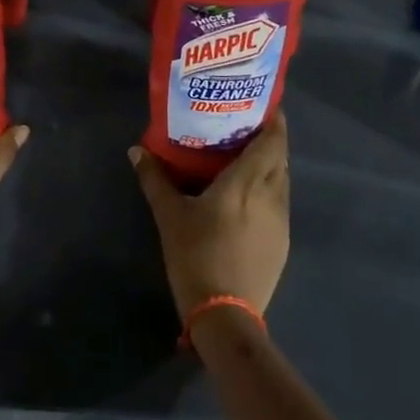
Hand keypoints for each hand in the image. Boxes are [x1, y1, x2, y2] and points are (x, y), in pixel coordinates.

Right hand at [129, 114, 289, 319]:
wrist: (224, 313)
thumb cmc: (196, 255)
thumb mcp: (169, 215)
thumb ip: (155, 179)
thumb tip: (136, 150)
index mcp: (247, 182)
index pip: (273, 141)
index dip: (275, 121)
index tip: (265, 106)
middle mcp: (271, 195)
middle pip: (280, 158)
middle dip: (270, 141)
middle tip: (246, 129)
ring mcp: (281, 221)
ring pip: (282, 182)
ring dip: (270, 167)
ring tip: (246, 161)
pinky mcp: (283, 243)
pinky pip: (279, 205)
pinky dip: (269, 192)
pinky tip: (248, 201)